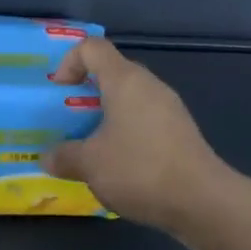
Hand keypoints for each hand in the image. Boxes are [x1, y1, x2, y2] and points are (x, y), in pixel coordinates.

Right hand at [43, 39, 225, 231]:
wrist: (201, 201)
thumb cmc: (138, 169)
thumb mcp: (89, 164)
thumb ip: (63, 156)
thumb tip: (48, 157)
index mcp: (125, 81)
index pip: (92, 48)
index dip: (69, 62)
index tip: (58, 92)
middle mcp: (149, 86)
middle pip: (111, 73)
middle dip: (84, 94)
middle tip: (68, 122)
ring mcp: (169, 109)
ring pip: (129, 100)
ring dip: (105, 117)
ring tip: (89, 148)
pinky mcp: (180, 133)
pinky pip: (144, 121)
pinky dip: (125, 134)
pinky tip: (117, 165)